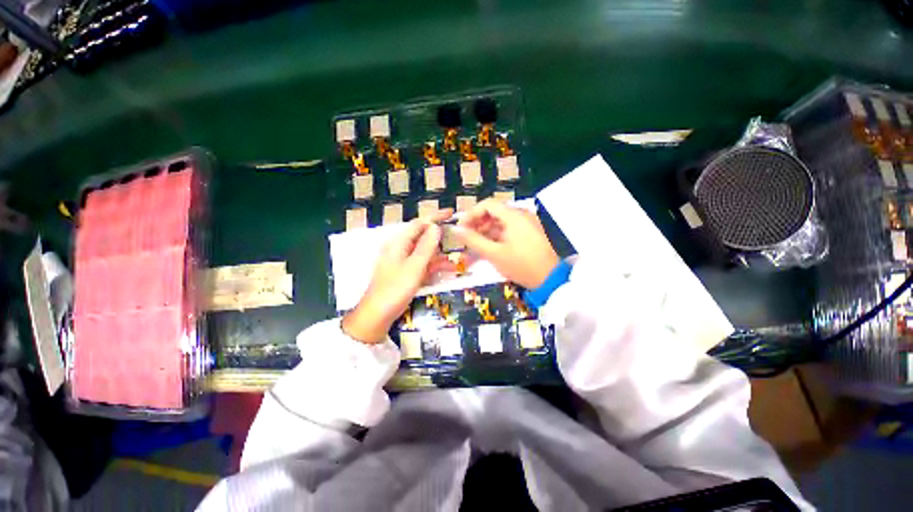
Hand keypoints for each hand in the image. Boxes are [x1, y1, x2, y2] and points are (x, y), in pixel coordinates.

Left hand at [342, 211, 453, 343]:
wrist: (377, 315)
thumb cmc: (395, 289)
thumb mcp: (414, 267)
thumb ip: (426, 246)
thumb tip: (436, 227)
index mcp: (398, 242)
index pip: (419, 223)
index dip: (435, 217)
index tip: (451, 213)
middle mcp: (400, 248)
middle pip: (422, 236)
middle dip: (440, 237)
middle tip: (457, 237)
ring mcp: (403, 261)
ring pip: (424, 251)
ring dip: (440, 254)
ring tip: (457, 258)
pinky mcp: (406, 272)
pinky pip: (422, 264)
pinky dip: (434, 265)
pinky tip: (448, 269)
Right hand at [453, 199, 558, 288]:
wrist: (550, 280)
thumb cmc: (521, 265)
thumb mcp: (494, 254)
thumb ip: (473, 240)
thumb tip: (455, 229)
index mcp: (513, 216)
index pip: (487, 204)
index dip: (471, 214)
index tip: (461, 228)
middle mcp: (521, 215)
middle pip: (494, 212)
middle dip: (477, 224)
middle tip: (466, 238)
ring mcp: (527, 224)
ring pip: (501, 221)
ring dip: (486, 231)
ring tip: (475, 246)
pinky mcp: (530, 233)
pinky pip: (509, 229)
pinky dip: (497, 236)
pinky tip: (489, 247)